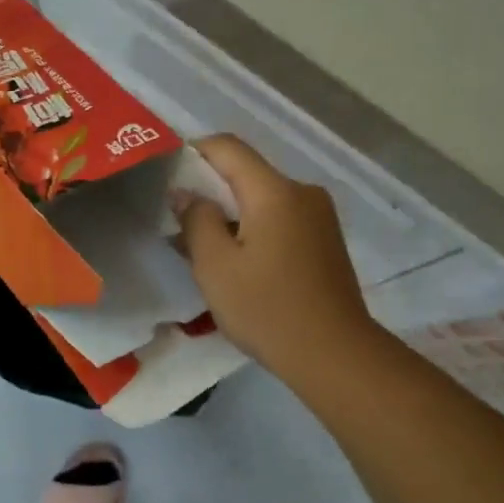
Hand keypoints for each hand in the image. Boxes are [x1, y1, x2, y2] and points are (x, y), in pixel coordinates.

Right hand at [174, 134, 375, 372]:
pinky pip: (281, 218)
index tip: (167, 175)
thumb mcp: (216, 266)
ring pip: (264, 198)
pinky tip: (239, 261)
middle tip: (178, 220)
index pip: (228, 147)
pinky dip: (255, 228)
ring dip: (231, 213)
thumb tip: (186, 192)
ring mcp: (320, 216)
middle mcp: (302, 192)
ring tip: (204, 248)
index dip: (193, 152)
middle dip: (210, 190)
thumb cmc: (268, 309)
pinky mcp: (326, 240)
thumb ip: (197, 220)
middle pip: (247, 173)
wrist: (336, 355)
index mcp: (275, 191)